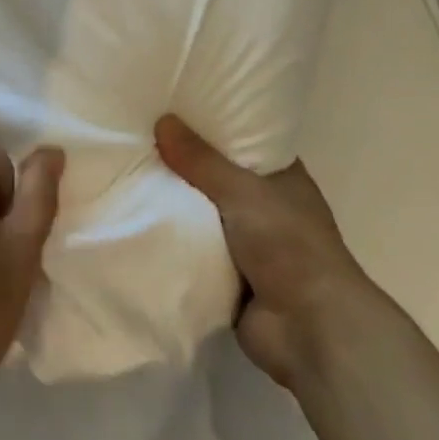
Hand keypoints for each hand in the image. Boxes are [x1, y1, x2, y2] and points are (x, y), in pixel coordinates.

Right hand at [155, 115, 371, 390]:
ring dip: (175, 205)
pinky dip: (173, 241)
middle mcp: (266, 207)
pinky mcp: (229, 276)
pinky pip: (193, 249)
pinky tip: (137, 220)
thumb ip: (201, 160)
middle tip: (141, 139)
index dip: (214, 126)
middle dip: (184, 165)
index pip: (245, 141)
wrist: (309, 329)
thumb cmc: (288, 245)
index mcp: (282, 178)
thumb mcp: (243, 191)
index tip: (176, 110)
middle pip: (217, 178)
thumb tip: (163, 121)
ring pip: (202, 214)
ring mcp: (248, 244)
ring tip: (129, 174)